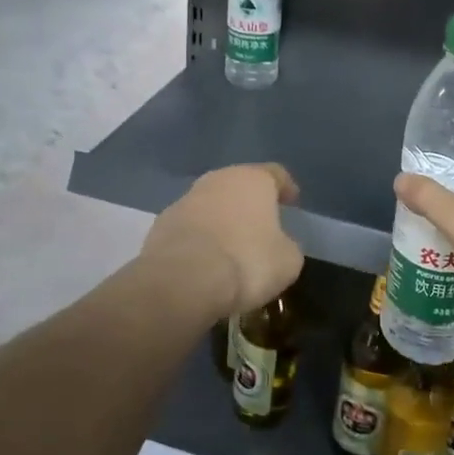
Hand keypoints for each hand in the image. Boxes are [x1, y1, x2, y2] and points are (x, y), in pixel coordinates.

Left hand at [142, 164, 303, 317]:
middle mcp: (218, 180)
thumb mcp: (287, 260)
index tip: (292, 201)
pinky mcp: (161, 224)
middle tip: (261, 223)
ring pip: (211, 204)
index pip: (275, 174)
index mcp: (253, 180)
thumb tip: (279, 244)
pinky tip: (205, 260)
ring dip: (222, 219)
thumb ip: (287, 245)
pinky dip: (199, 238)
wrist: (182, 280)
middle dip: (249, 202)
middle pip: (239, 185)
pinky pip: (190, 227)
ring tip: (231, 245)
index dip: (286, 187)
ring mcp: (185, 200)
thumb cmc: (246, 262)